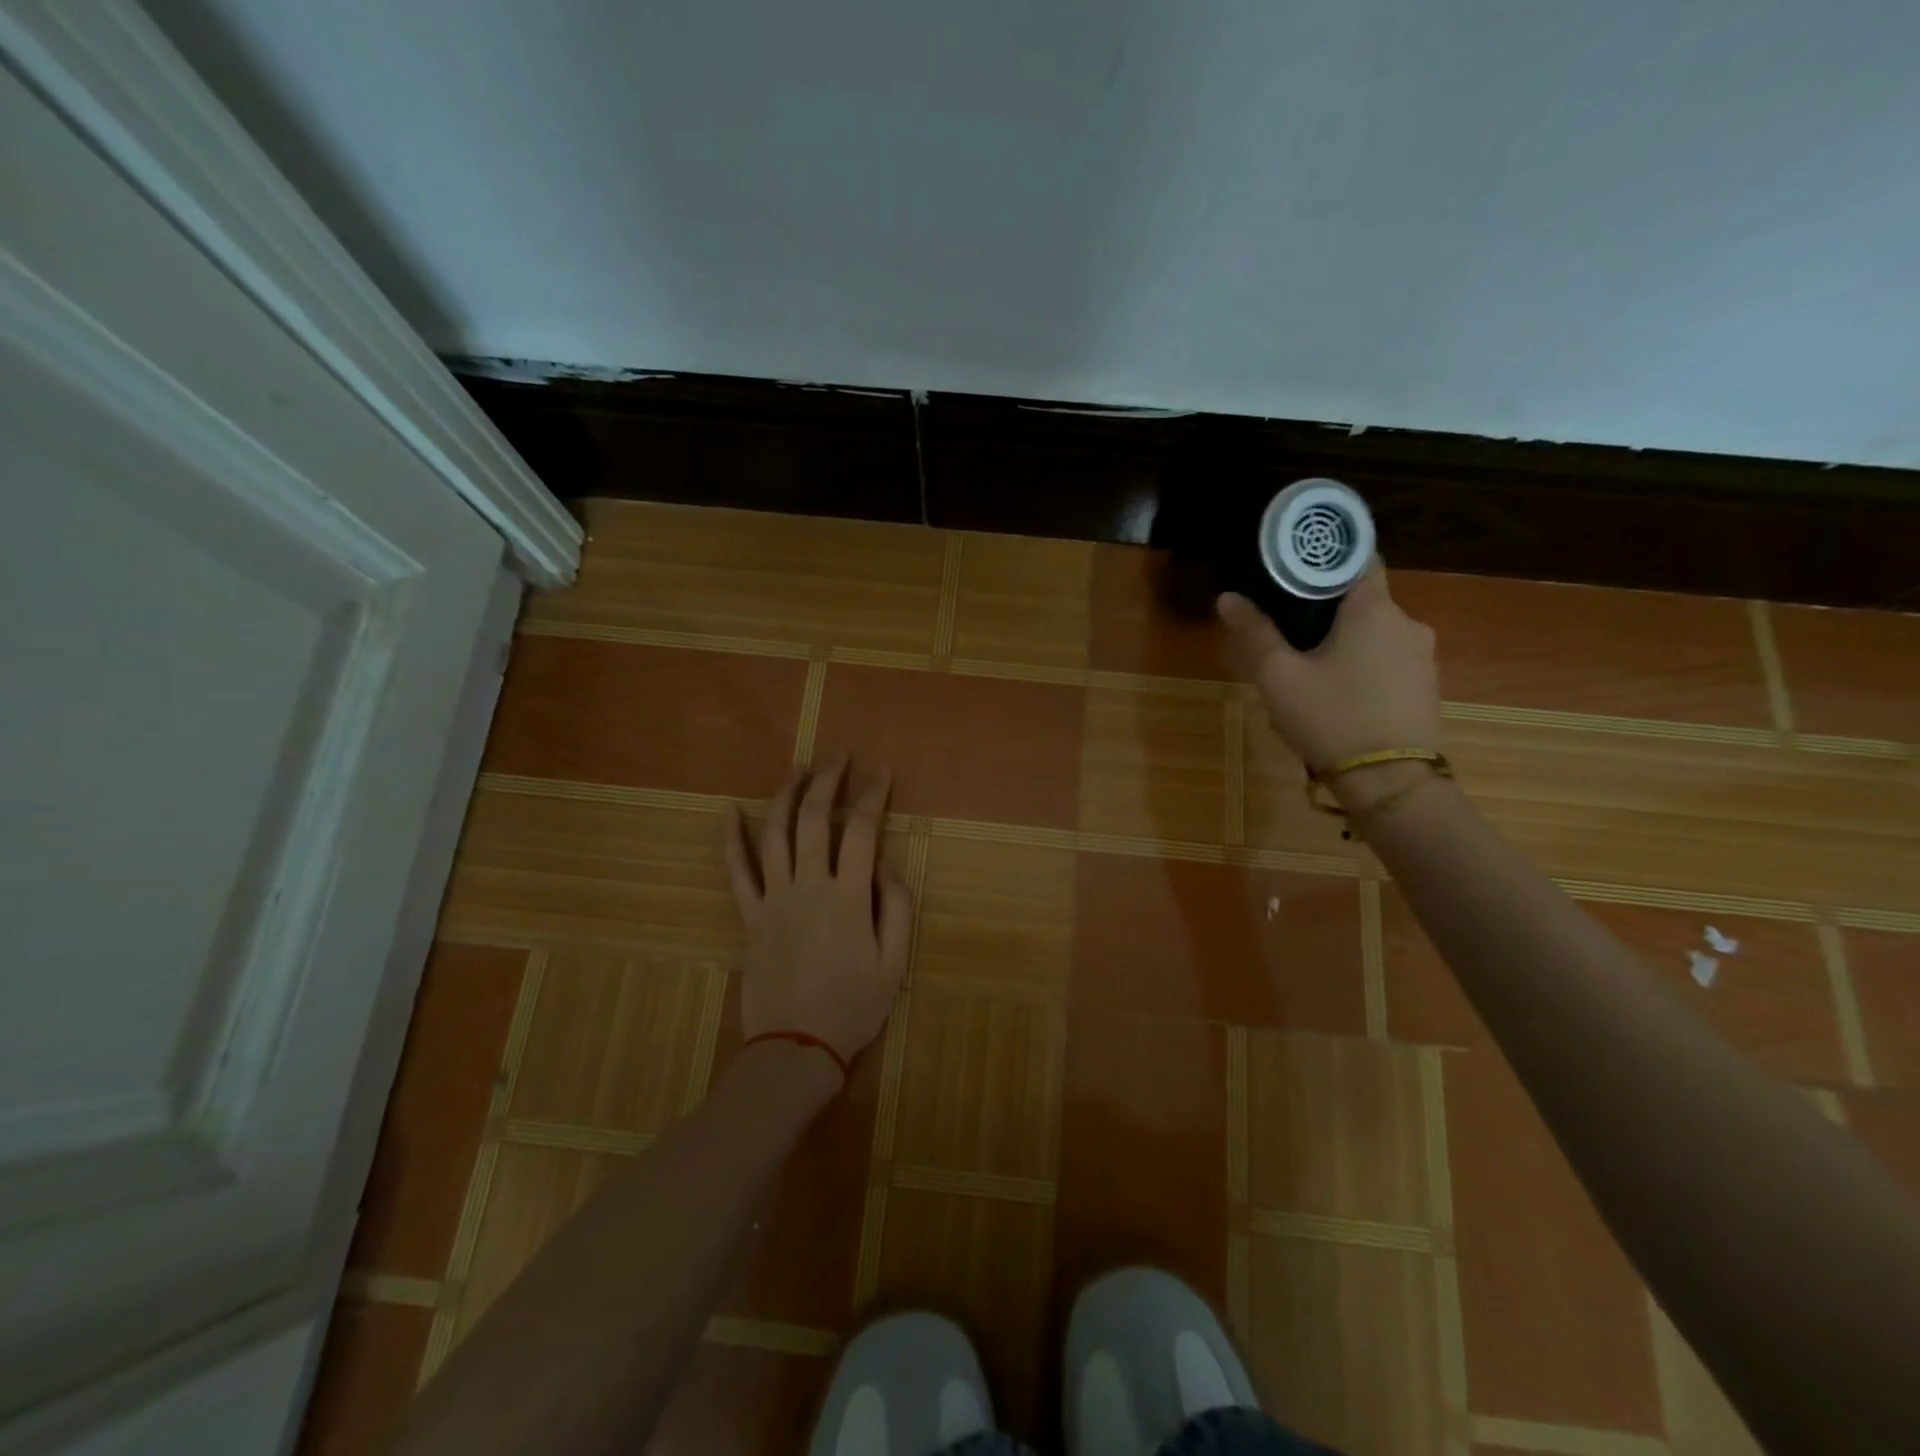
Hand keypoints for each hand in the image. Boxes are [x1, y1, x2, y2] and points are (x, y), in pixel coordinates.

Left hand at [723, 756, 913, 1067]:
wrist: (796, 1047)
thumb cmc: (853, 1006)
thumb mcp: (895, 962)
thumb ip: (896, 907)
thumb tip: (882, 865)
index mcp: (848, 897)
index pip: (861, 832)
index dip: (872, 796)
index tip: (880, 772)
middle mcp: (808, 887)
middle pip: (814, 820)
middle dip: (828, 781)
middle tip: (839, 757)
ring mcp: (774, 899)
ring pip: (774, 834)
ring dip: (785, 796)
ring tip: (797, 768)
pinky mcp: (750, 917)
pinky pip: (737, 872)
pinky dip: (731, 840)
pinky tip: (728, 812)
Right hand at [1217, 560, 1442, 806]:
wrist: (1391, 784)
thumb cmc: (1331, 719)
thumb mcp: (1278, 677)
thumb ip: (1254, 633)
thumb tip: (1228, 597)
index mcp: (1374, 610)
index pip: (1358, 559)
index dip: (1325, 560)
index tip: (1293, 573)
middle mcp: (1407, 624)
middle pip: (1361, 602)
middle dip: (1324, 613)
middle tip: (1286, 637)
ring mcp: (1422, 659)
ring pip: (1373, 636)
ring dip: (1342, 645)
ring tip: (1306, 674)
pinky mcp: (1425, 690)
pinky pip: (1386, 664)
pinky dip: (1361, 669)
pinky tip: (1336, 700)